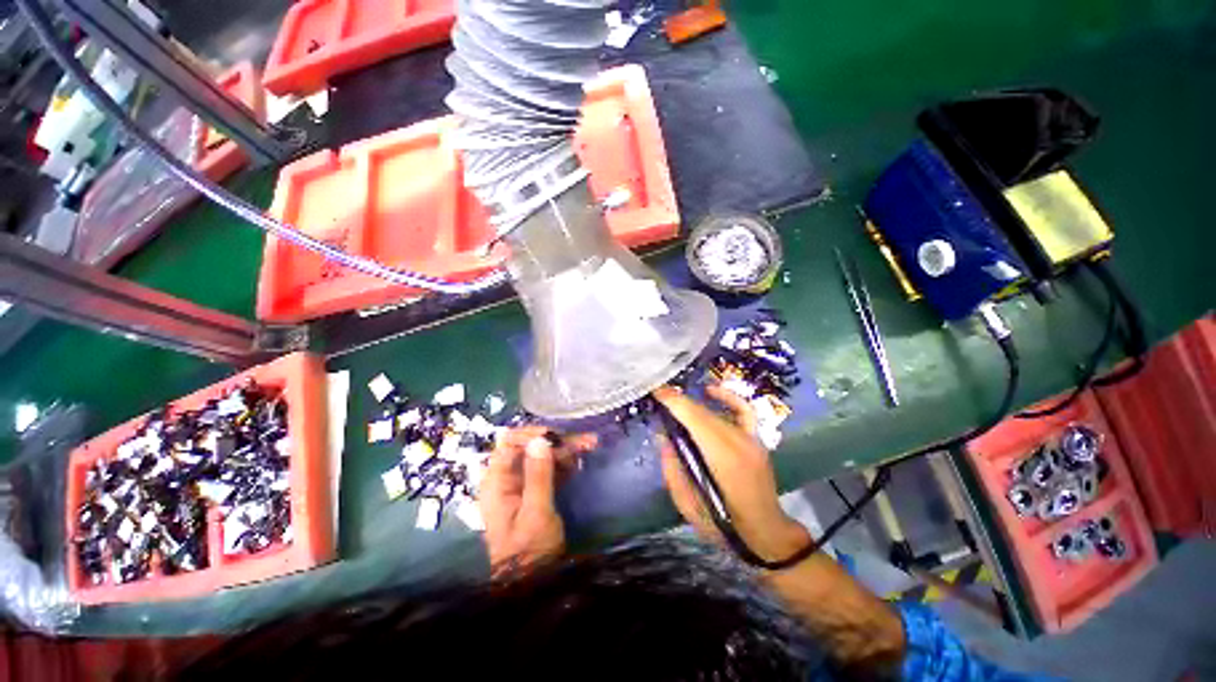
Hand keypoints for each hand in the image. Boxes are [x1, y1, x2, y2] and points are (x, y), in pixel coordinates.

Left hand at [478, 426, 596, 571]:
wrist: (532, 585)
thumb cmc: (530, 551)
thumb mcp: (536, 512)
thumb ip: (538, 475)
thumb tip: (540, 439)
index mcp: (497, 481)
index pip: (510, 443)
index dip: (533, 434)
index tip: (558, 435)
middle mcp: (507, 478)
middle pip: (531, 447)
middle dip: (558, 441)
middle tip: (586, 441)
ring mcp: (522, 484)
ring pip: (544, 456)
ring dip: (566, 449)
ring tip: (590, 445)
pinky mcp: (535, 491)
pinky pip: (550, 469)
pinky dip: (565, 463)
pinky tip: (581, 460)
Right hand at [654, 385, 809, 561]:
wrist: (765, 533)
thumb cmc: (723, 524)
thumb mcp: (687, 504)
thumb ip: (672, 468)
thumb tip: (662, 436)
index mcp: (722, 458)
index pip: (695, 419)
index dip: (675, 402)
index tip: (655, 391)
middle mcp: (738, 442)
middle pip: (703, 413)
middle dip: (679, 401)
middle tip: (658, 397)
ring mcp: (750, 439)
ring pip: (716, 412)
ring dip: (692, 404)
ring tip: (674, 401)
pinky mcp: (756, 440)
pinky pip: (742, 410)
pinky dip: (726, 397)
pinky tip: (710, 392)